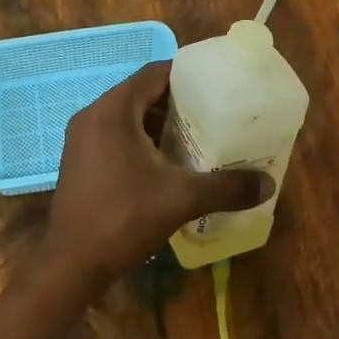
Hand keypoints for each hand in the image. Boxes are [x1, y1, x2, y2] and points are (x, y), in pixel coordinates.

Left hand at [41, 61, 273, 286]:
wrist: (71, 265)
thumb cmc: (124, 218)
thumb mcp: (181, 198)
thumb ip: (225, 187)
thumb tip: (267, 185)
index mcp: (114, 109)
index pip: (154, 73)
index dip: (184, 75)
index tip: (214, 85)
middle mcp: (93, 114)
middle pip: (140, 92)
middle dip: (174, 101)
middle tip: (209, 112)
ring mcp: (81, 137)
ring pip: (126, 115)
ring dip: (156, 122)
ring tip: (192, 136)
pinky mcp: (78, 159)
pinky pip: (113, 133)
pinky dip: (138, 138)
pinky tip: (162, 162)